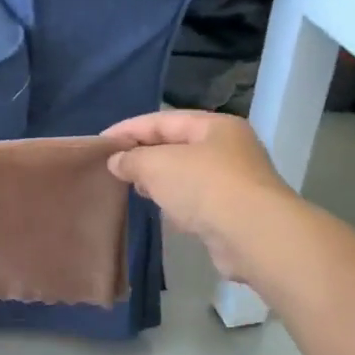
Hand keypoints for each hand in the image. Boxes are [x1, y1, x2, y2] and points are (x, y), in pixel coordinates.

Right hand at [102, 111, 298, 281]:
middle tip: (115, 167)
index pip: (164, 120)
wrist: (253, 234)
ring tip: (134, 189)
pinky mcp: (234, 212)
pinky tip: (164, 212)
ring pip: (187, 174)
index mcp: (215, 126)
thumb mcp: (158, 165)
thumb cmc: (205, 187)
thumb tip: (117, 161)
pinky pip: (196, 200)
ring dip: (161, 180)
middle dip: (145, 155)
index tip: (101, 142)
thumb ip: (133, 159)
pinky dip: (177, 202)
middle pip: (177, 145)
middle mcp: (229, 148)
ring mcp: (235, 181)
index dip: (129, 129)